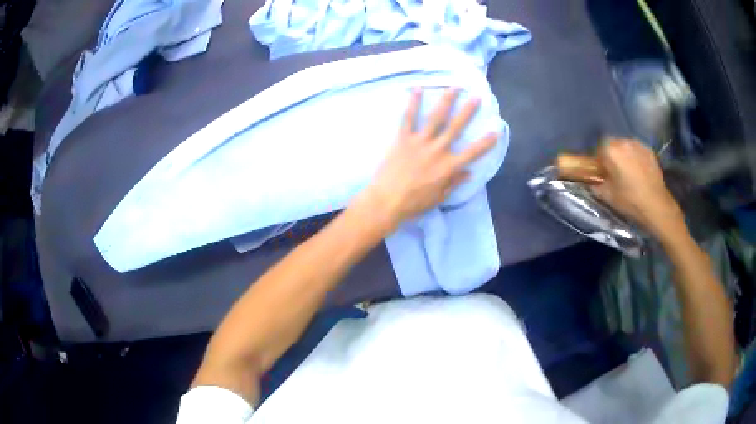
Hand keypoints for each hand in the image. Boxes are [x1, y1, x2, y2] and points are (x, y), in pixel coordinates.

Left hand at [356, 89, 496, 231]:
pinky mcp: (402, 139)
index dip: (486, 142)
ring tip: (454, 87)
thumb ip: (454, 182)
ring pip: (436, 118)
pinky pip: (408, 118)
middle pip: (456, 127)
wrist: (386, 201)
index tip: (496, 130)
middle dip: (468, 111)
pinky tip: (417, 89)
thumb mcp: (439, 197)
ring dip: (446, 101)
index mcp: (448, 167)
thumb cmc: (414, 203)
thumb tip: (469, 173)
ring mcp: (420, 142)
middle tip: (477, 96)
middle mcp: (437, 150)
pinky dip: (412, 103)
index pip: (473, 153)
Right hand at [593, 138, 685, 240]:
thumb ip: (596, 185)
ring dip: (624, 155)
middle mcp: (624, 142)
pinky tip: (638, 172)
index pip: (598, 148)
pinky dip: (635, 157)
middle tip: (614, 172)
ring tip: (627, 171)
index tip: (601, 172)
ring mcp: (638, 145)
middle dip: (611, 155)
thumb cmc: (630, 200)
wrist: (656, 205)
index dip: (599, 160)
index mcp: (611, 150)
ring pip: (625, 146)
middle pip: (612, 144)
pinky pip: (637, 150)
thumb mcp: (607, 196)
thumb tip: (592, 182)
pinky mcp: (649, 151)